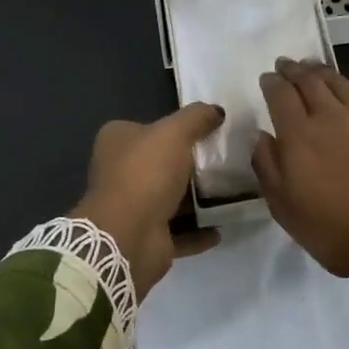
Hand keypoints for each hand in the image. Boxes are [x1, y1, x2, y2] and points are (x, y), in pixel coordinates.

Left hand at [71, 104, 223, 298]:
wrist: (128, 236)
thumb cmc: (146, 173)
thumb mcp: (175, 132)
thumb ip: (197, 117)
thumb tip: (216, 111)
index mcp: (117, 142)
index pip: (148, 127)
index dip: (175, 127)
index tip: (208, 130)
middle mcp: (120, 172)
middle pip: (161, 163)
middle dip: (190, 165)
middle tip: (226, 161)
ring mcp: (132, 207)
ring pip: (171, 198)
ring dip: (198, 199)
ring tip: (231, 192)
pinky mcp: (146, 237)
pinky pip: (179, 231)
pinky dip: (199, 230)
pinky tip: (222, 226)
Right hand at [253, 52, 348, 340]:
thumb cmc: (338, 232)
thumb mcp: (286, 210)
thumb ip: (268, 168)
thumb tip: (259, 136)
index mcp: (298, 137)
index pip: (279, 97)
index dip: (271, 83)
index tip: (266, 77)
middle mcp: (329, 117)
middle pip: (307, 83)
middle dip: (293, 70)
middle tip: (285, 64)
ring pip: (339, 82)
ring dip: (322, 69)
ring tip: (311, 64)